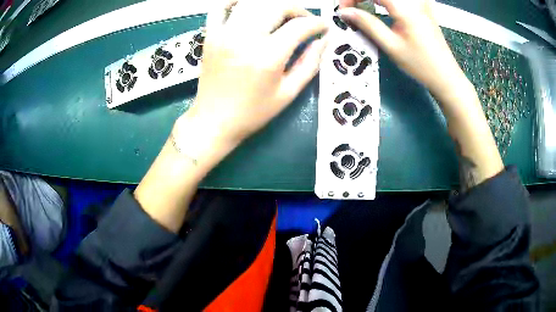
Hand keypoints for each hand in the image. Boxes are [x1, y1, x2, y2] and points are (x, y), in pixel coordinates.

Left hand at [178, 0, 327, 150]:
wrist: (214, 121)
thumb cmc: (253, 112)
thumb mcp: (288, 93)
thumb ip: (310, 64)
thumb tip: (324, 40)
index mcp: (268, 56)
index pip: (299, 26)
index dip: (318, 23)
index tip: (325, 27)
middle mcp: (245, 38)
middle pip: (277, 6)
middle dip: (298, 9)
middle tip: (304, 21)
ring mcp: (224, 34)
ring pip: (253, 3)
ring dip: (273, 4)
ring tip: (282, 15)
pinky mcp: (210, 35)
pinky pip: (220, 7)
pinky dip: (234, 1)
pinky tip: (248, 6)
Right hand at [339, 0, 465, 95]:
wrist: (446, 76)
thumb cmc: (421, 65)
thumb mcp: (391, 46)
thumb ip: (368, 24)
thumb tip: (345, 13)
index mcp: (405, 8)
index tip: (344, 10)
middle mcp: (413, 1)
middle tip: (352, 9)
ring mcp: (420, 3)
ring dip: (374, 0)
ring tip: (363, 6)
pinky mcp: (423, 7)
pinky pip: (403, 0)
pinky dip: (387, 2)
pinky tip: (384, 6)